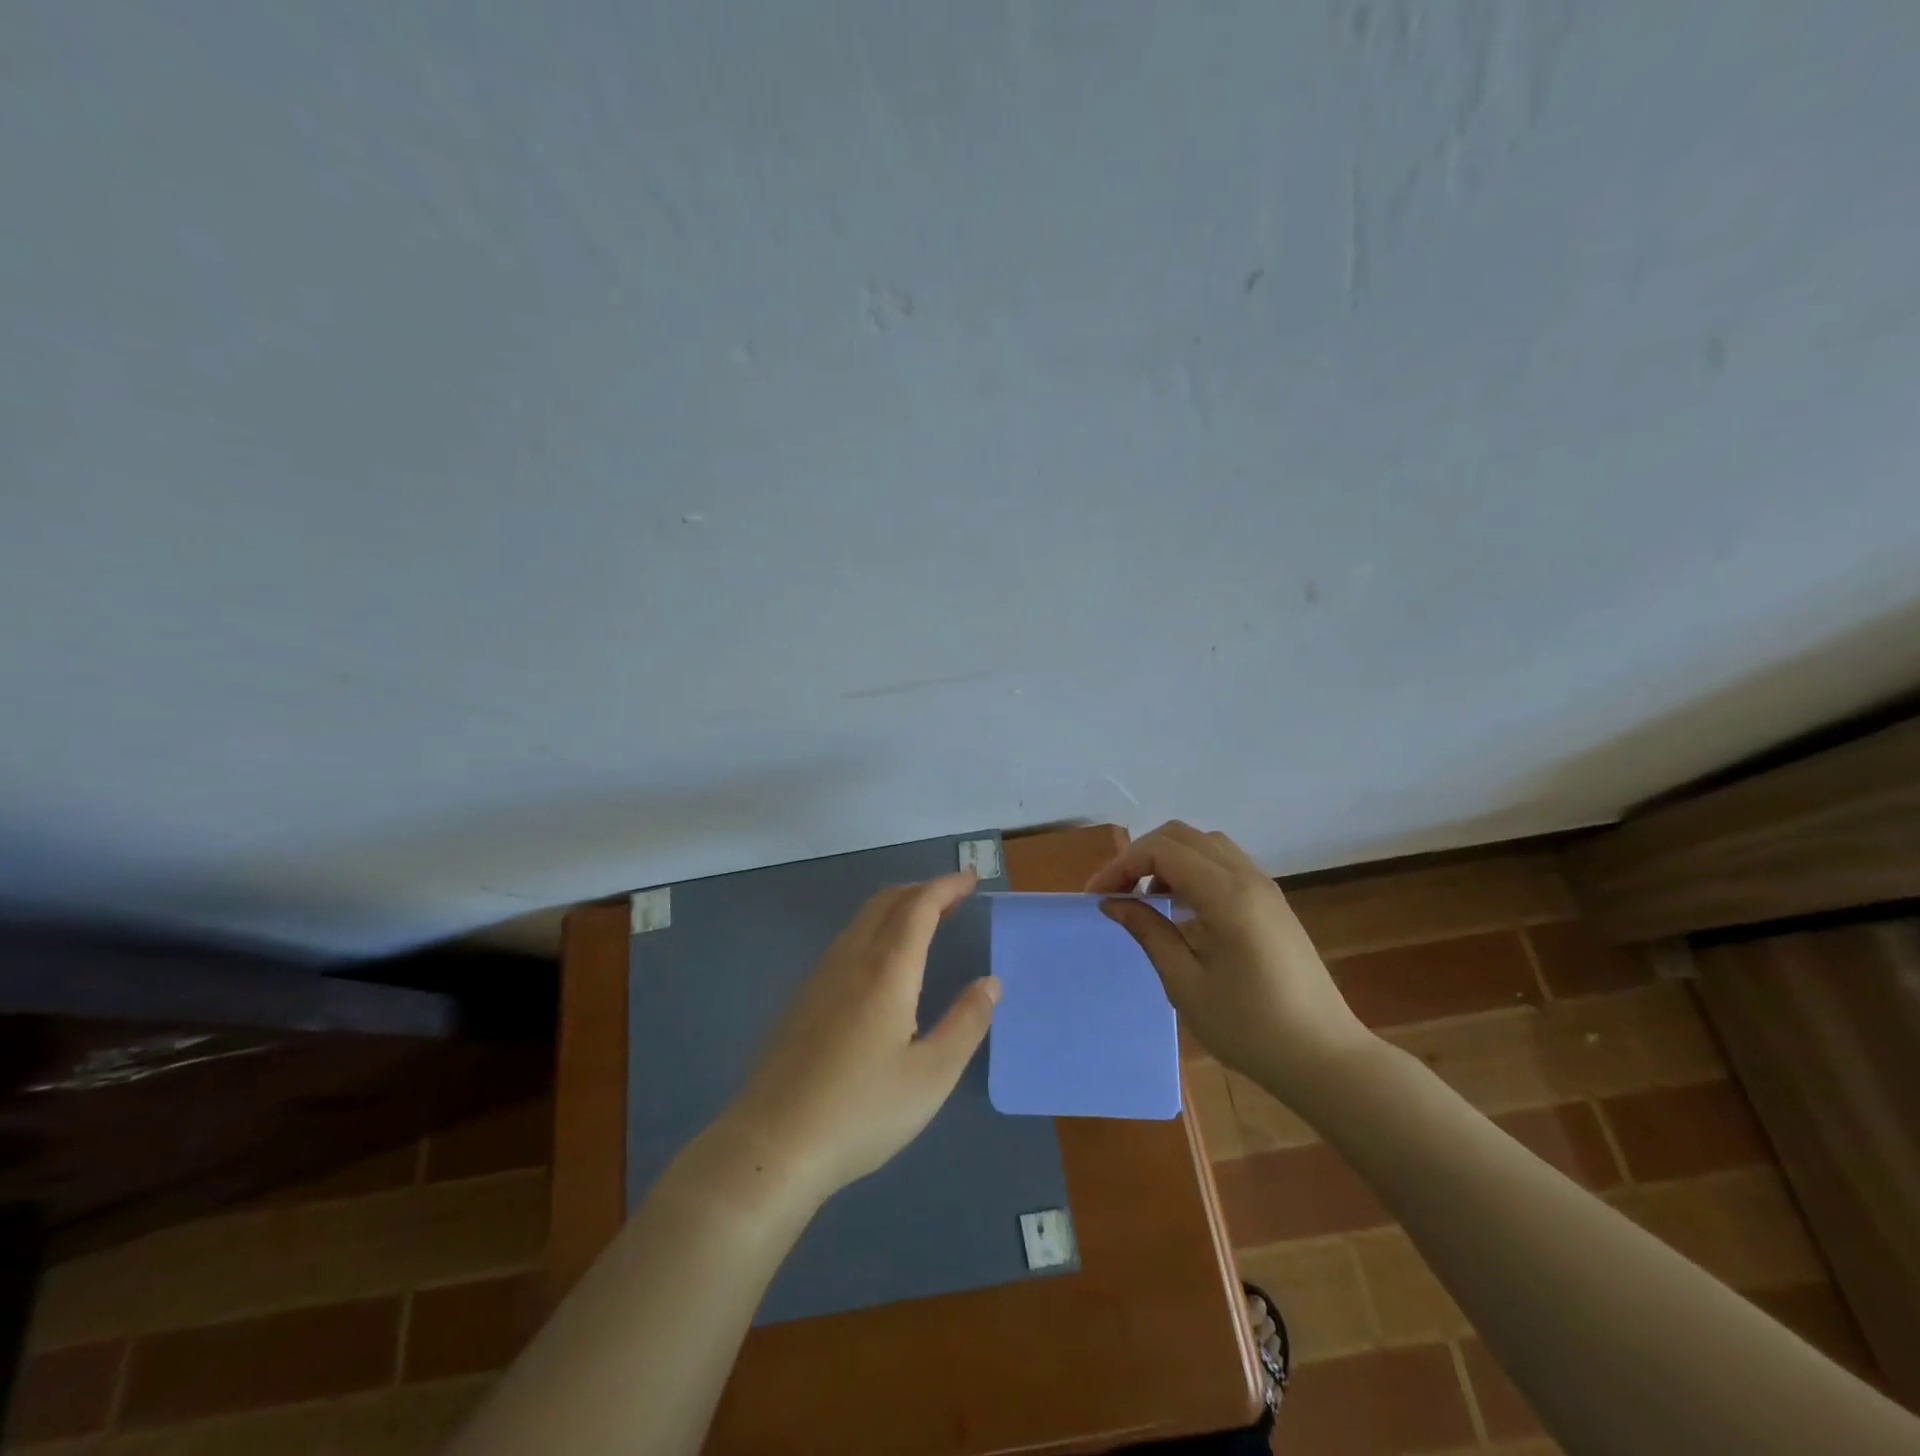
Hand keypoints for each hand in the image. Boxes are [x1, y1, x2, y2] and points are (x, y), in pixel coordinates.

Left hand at [722, 871, 998, 1202]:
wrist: (772, 1145)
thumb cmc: (862, 1112)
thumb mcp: (931, 1076)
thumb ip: (965, 1024)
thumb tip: (990, 982)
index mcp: (887, 970)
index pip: (920, 907)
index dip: (946, 886)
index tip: (970, 878)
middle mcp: (851, 960)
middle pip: (886, 901)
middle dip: (922, 890)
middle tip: (954, 897)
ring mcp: (819, 977)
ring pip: (862, 920)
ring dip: (897, 908)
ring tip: (925, 923)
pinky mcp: (801, 999)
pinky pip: (846, 943)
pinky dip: (875, 930)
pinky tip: (881, 964)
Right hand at [1087, 822, 1374, 1103]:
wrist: (1325, 1058)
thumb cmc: (1250, 1028)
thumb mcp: (1186, 984)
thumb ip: (1149, 932)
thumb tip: (1113, 902)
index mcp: (1227, 895)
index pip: (1162, 850)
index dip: (1122, 865)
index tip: (1097, 897)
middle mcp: (1247, 878)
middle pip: (1182, 835)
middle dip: (1140, 855)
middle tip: (1115, 892)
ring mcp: (1265, 887)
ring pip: (1205, 844)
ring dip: (1168, 859)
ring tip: (1146, 897)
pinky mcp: (1272, 903)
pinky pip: (1224, 863)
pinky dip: (1192, 869)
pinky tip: (1181, 907)